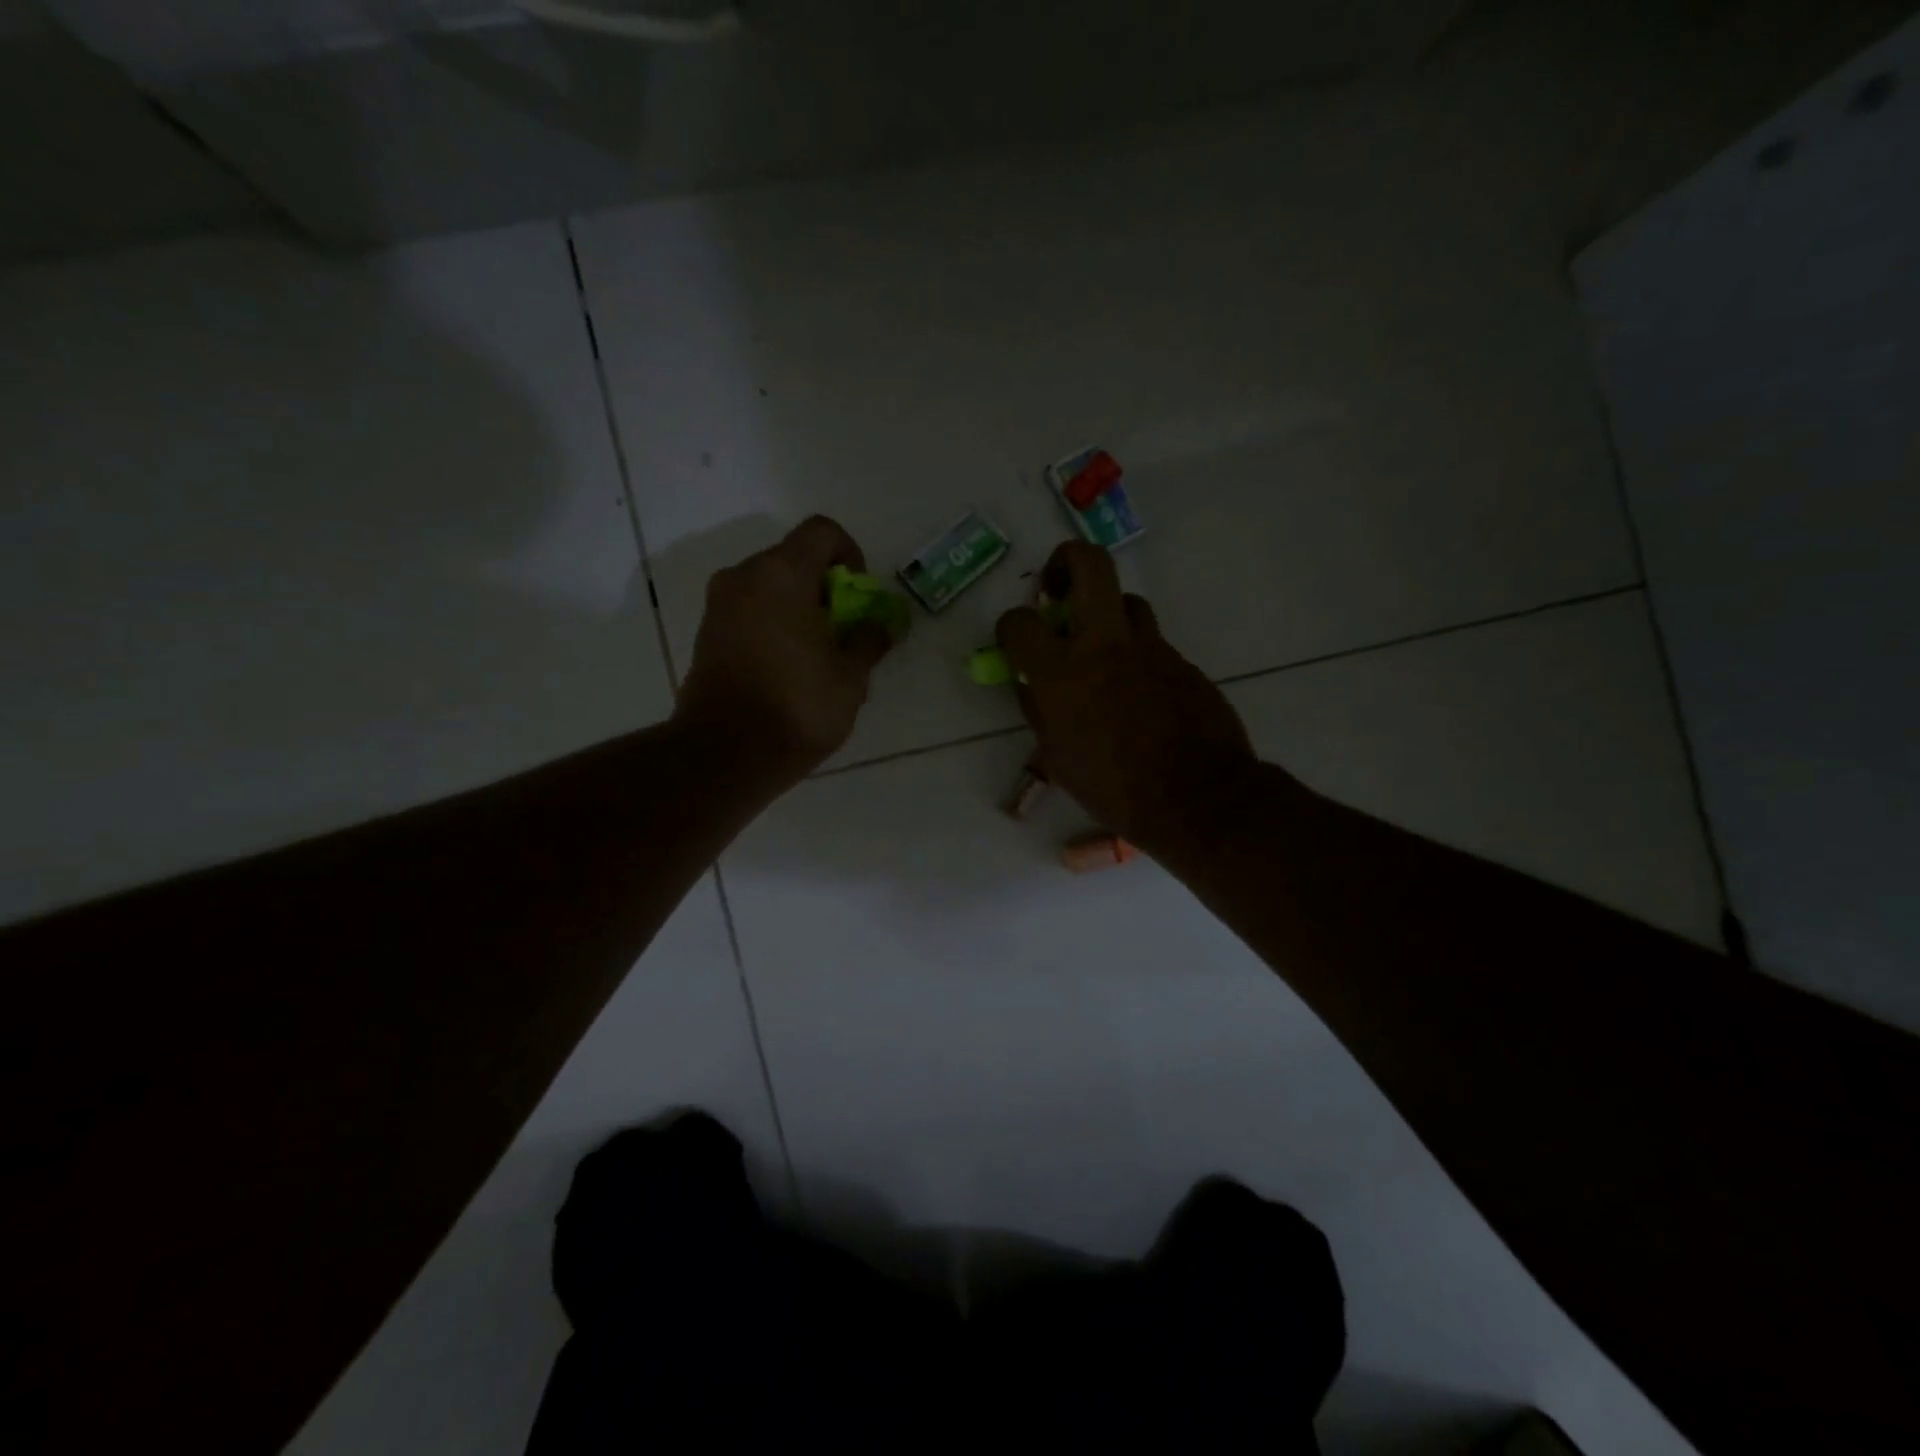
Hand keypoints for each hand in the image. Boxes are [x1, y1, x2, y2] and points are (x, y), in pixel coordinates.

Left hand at [675, 516, 898, 784]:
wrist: (725, 754)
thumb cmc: (797, 707)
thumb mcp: (850, 677)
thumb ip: (868, 641)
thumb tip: (879, 626)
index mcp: (782, 574)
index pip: (822, 532)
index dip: (850, 555)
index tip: (858, 597)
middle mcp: (743, 577)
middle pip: (794, 559)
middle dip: (825, 588)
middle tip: (843, 631)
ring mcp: (719, 606)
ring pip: (770, 588)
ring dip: (799, 609)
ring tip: (817, 656)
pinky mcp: (706, 634)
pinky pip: (750, 612)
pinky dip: (773, 625)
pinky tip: (788, 669)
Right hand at [996, 542, 1254, 847]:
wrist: (1198, 798)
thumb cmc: (1115, 789)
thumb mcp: (1058, 758)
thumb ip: (1040, 710)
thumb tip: (1031, 683)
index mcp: (1063, 674)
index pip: (1020, 623)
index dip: (1010, 626)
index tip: (1016, 639)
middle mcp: (1106, 646)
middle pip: (1090, 564)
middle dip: (1066, 561)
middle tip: (1058, 589)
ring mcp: (1151, 649)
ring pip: (1127, 602)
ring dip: (1107, 615)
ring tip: (1102, 650)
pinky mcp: (1182, 662)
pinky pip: (1152, 644)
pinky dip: (1136, 656)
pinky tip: (1138, 695)